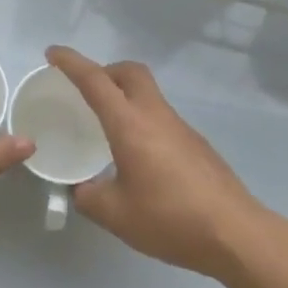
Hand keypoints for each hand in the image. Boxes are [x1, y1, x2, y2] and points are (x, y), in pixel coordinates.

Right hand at [47, 47, 272, 281]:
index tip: (53, 53)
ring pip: (149, 94)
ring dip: (125, 96)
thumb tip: (82, 189)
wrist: (235, 234)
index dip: (71, 63)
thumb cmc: (170, 219)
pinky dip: (142, 120)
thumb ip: (90, 197)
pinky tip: (138, 156)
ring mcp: (181, 127)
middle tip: (85, 90)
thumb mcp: (116, 215)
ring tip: (107, 126)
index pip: (95, 81)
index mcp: (130, 124)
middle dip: (105, 70)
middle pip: (130, 72)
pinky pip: (161, 117)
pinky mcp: (197, 144)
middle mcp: (156, 116)